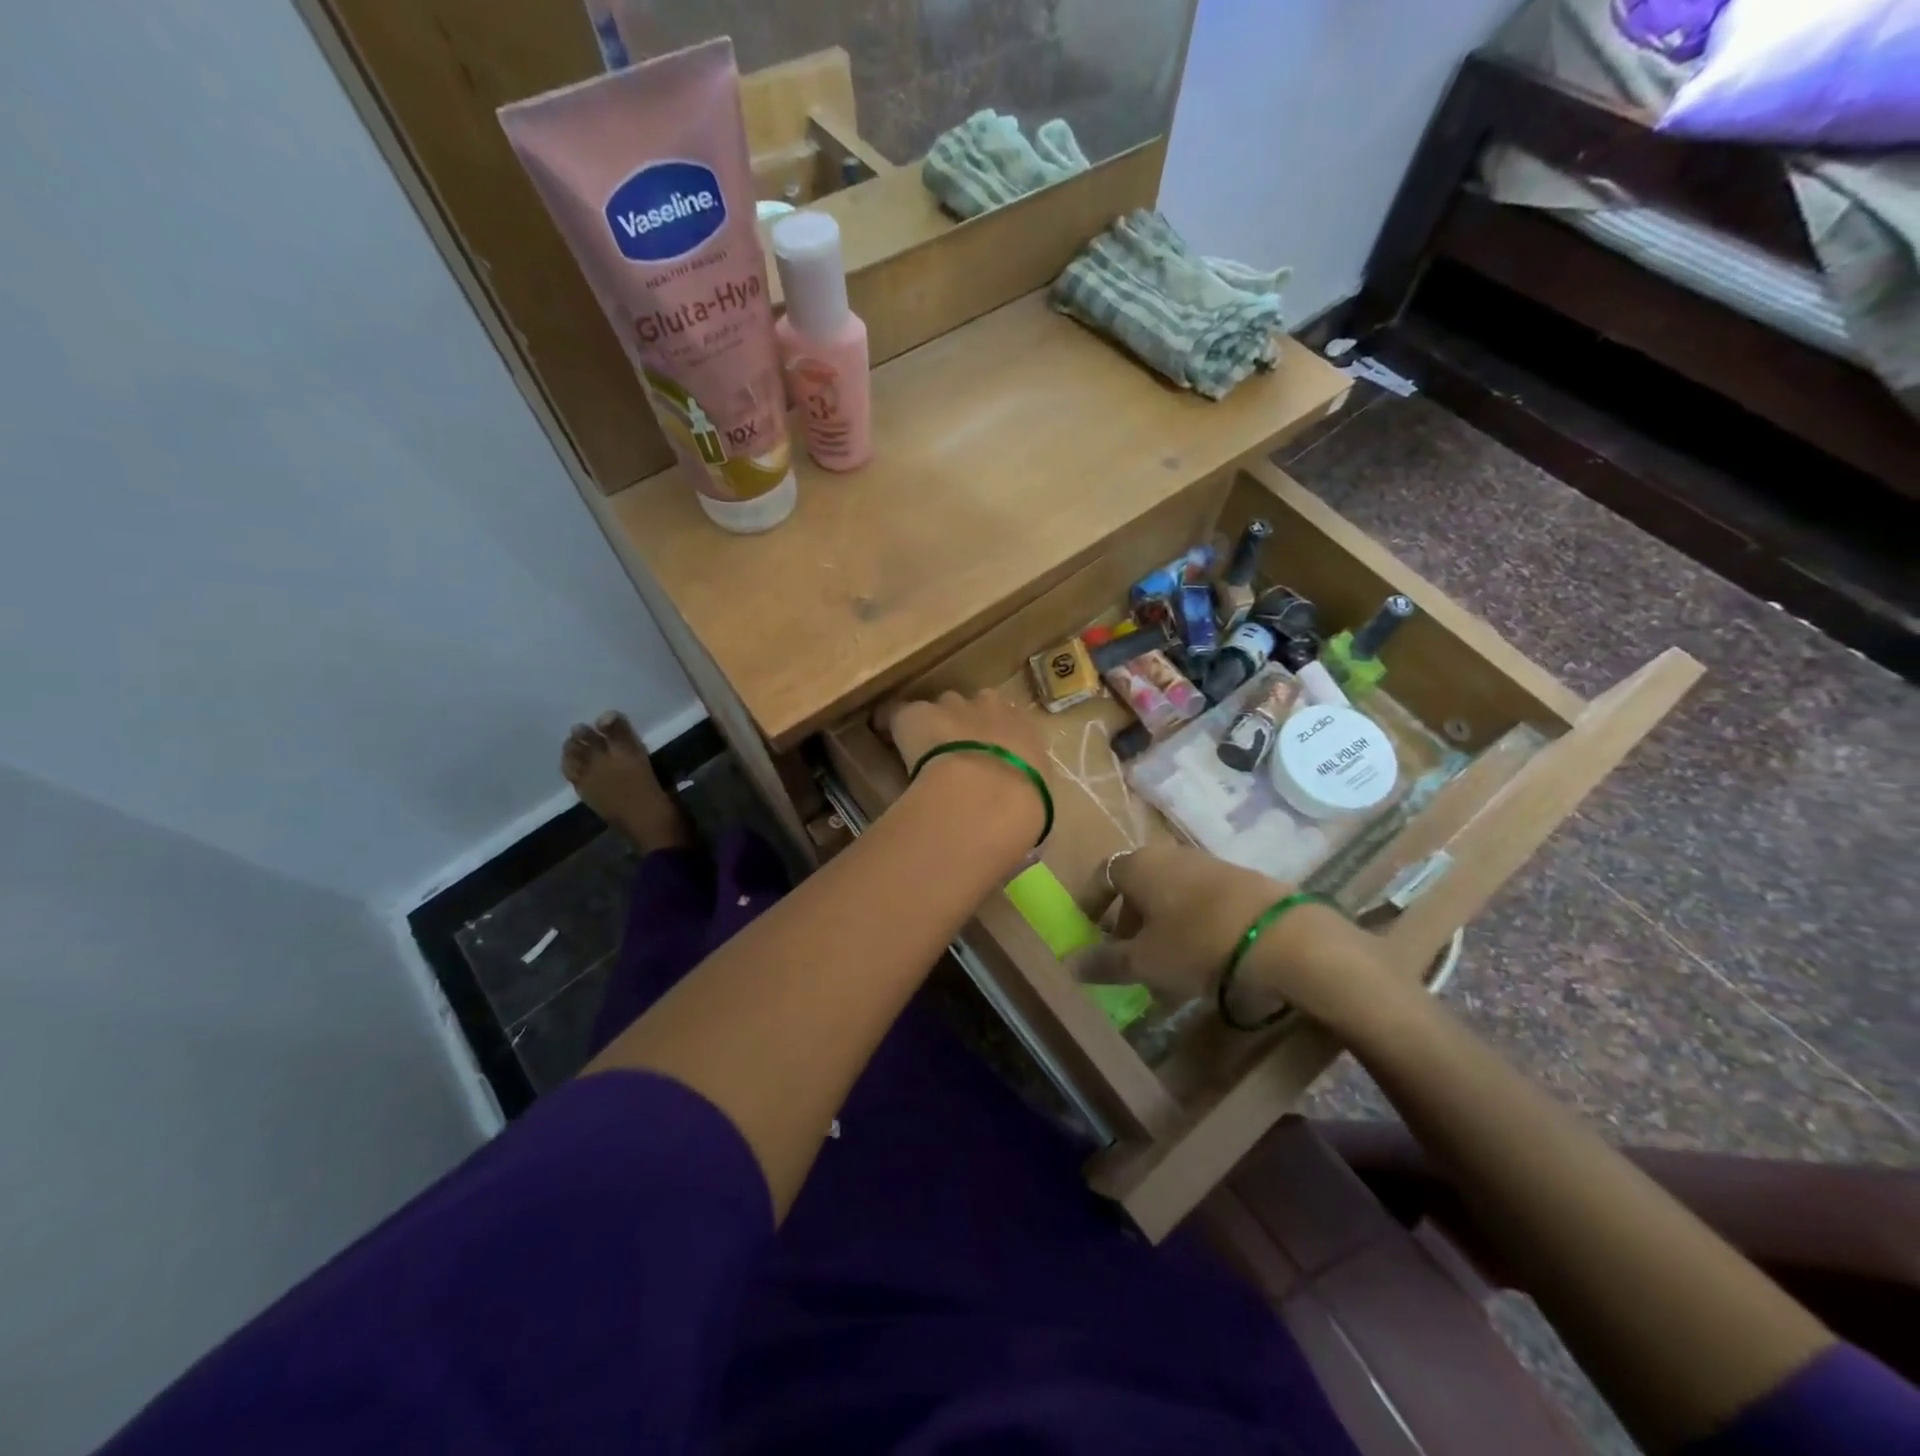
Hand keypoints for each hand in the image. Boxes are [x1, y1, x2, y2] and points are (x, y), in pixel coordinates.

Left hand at [877, 689, 1049, 849]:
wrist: (990, 795)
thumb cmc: (1025, 807)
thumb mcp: (1035, 802)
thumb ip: (1025, 797)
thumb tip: (1015, 814)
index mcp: (1027, 730)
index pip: (1011, 723)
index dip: (995, 739)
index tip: (987, 757)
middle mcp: (993, 708)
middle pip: (975, 706)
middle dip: (965, 723)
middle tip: (955, 752)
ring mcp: (954, 707)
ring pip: (940, 706)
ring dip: (934, 722)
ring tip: (920, 748)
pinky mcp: (917, 714)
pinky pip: (898, 713)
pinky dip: (890, 724)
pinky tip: (883, 737)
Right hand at [1068, 841, 1391, 1031]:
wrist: (1280, 935)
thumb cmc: (1196, 943)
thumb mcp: (1145, 961)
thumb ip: (1105, 962)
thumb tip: (1069, 964)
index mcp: (1138, 865)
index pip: (1101, 876)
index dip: (1091, 905)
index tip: (1088, 932)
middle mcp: (1168, 855)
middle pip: (1136, 885)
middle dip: (1127, 920)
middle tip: (1127, 955)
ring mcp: (1205, 863)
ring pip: (1168, 892)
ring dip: (1159, 923)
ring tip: (1164, 962)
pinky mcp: (1238, 878)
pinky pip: (1197, 898)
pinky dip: (1188, 922)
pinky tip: (1201, 955)